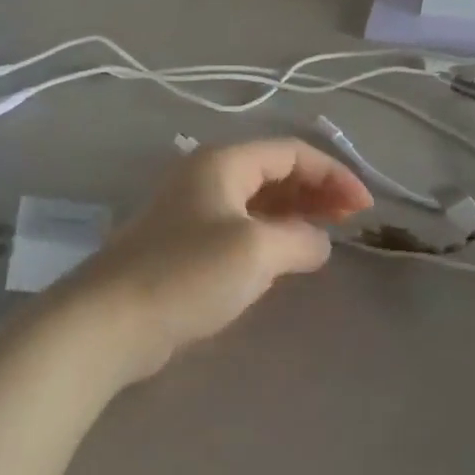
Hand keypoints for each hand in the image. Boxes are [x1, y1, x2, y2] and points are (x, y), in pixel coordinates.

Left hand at [62, 139, 372, 383]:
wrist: (110, 321)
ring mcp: (193, 209)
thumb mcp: (256, 251)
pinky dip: (271, 231)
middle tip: (351, 219)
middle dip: (317, 189)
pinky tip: (287, 253)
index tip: (365, 207)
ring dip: (295, 210)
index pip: (291, 153)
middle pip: (274, 171)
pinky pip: (240, 224)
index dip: (334, 174)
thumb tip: (318, 243)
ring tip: (327, 232)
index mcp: (223, 162)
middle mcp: (207, 175)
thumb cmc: (187, 274)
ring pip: (257, 198)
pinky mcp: (184, 243)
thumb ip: (299, 240)